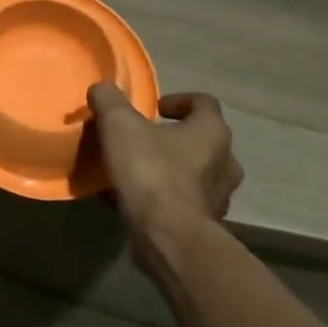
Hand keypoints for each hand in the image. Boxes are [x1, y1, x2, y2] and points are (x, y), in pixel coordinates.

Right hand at [86, 84, 241, 242]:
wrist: (168, 238)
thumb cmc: (150, 171)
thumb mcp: (119, 125)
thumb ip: (109, 101)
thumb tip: (102, 89)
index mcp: (212, 132)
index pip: (203, 103)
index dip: (178, 101)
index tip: (153, 109)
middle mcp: (225, 162)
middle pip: (202, 140)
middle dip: (174, 138)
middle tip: (144, 140)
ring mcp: (220, 198)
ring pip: (195, 174)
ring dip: (171, 170)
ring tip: (136, 173)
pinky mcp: (206, 226)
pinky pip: (184, 203)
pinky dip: (164, 199)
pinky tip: (135, 202)